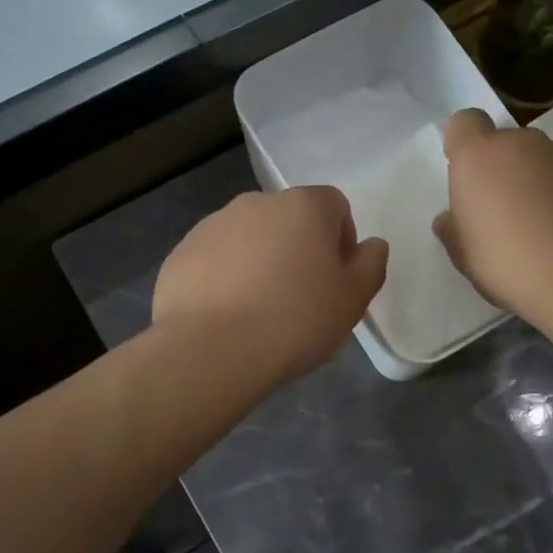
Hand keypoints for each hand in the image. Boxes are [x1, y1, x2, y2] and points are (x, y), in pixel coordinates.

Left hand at [154, 186, 387, 385]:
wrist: (211, 349)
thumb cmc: (296, 320)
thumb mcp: (353, 299)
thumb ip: (371, 265)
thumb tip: (371, 245)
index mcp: (304, 206)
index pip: (335, 206)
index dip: (342, 240)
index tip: (336, 280)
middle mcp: (257, 203)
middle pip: (289, 220)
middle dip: (298, 250)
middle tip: (300, 299)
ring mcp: (213, 225)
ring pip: (249, 239)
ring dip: (260, 263)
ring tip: (260, 312)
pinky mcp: (181, 253)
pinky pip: (215, 260)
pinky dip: (225, 279)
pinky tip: (227, 317)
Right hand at [432, 108, 552, 315]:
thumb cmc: (507, 263)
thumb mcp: (464, 255)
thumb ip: (453, 229)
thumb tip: (451, 219)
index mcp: (478, 156)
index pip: (464, 123)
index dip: (462, 144)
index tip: (465, 176)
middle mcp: (519, 144)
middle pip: (502, 142)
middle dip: (498, 167)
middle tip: (497, 210)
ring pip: (534, 159)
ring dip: (529, 180)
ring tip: (533, 224)